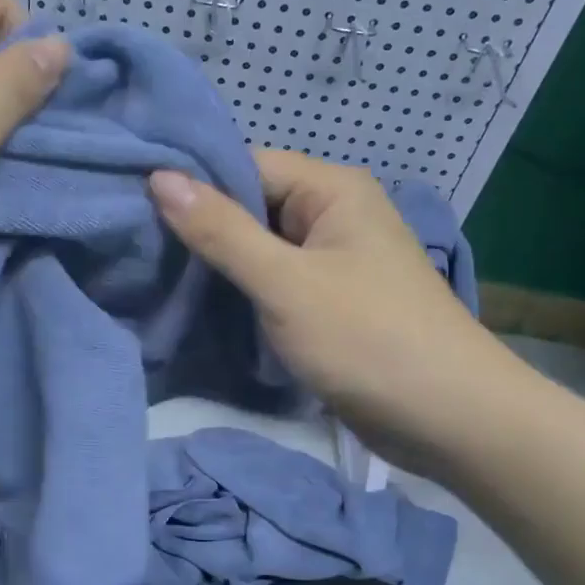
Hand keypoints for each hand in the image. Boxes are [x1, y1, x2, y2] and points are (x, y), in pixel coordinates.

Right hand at [148, 151, 514, 463]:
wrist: (450, 419)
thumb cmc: (368, 338)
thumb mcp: (285, 282)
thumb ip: (221, 231)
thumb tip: (159, 177)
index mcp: (332, 190)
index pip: (246, 165)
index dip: (193, 183)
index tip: (134, 204)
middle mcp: (333, 215)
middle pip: (251, 206)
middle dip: (200, 227)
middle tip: (135, 245)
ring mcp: (332, 262)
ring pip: (259, 249)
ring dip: (216, 264)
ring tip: (152, 273)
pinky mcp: (328, 303)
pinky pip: (274, 283)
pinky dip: (240, 292)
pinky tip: (196, 304)